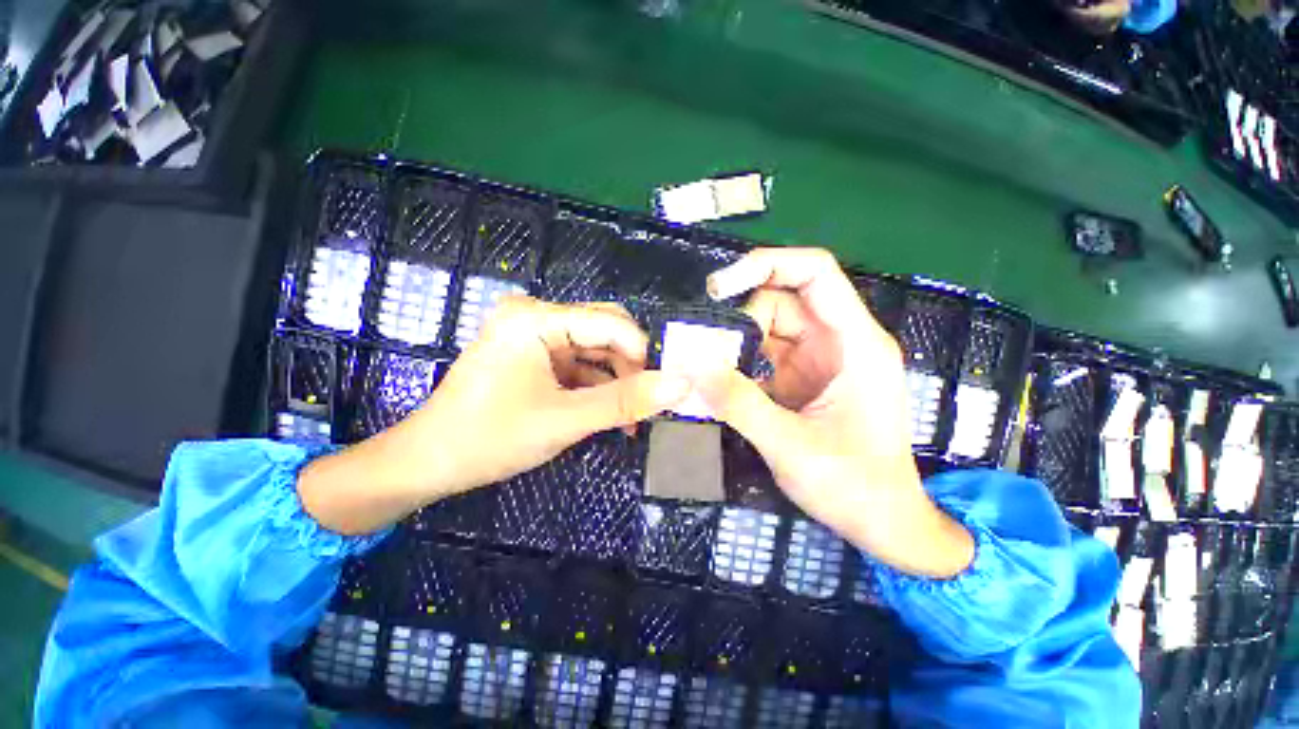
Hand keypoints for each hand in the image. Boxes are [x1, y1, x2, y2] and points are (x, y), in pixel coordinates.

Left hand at [299, 297, 690, 534]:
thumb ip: (626, 401)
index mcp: (535, 318)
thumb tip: (682, 384)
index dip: (641, 356)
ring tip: (626, 421)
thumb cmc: (490, 438)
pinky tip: (605, 413)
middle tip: (641, 407)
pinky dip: (596, 387)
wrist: (428, 463)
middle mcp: (535, 315)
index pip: (611, 323)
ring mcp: (533, 334)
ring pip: (595, 349)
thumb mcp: (566, 420)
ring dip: (615, 382)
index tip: (658, 392)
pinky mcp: (533, 354)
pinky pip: (579, 362)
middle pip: (605, 331)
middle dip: (629, 369)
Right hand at [698, 248, 972, 577]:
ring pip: (768, 327)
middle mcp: (838, 341)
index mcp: (855, 344)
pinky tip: (717, 381)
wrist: (883, 524)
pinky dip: (738, 363)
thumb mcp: (791, 446)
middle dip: (739, 318)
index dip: (766, 265)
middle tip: (704, 349)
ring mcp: (819, 360)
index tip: (719, 289)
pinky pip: (764, 354)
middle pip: (782, 300)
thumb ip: (739, 403)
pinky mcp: (802, 378)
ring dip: (734, 343)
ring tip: (704, 368)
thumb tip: (691, 367)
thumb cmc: (854, 487)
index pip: (815, 273)